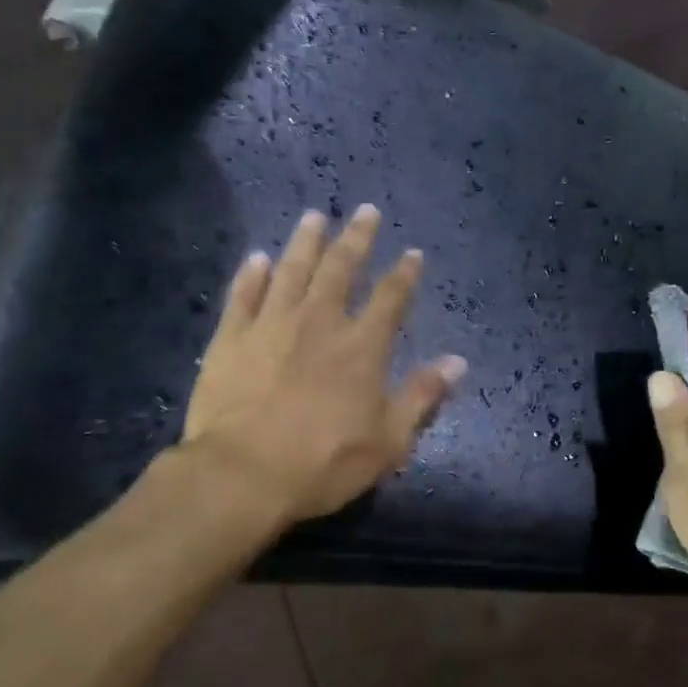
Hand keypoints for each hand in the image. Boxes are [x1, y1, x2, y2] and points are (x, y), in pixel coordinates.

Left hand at [178, 205, 466, 526]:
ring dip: (305, 242)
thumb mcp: (389, 441)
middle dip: (357, 238)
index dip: (404, 274)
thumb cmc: (324, 463)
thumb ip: (423, 396)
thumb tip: (457, 362)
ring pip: (291, 270)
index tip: (413, 254)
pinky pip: (243, 295)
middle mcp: (319, 322)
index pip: (390, 298)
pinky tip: (258, 258)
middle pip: (341, 269)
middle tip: (366, 211)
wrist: (243, 475)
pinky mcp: (230, 338)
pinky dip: (251, 274)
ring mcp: (270, 325)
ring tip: (314, 217)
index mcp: (362, 347)